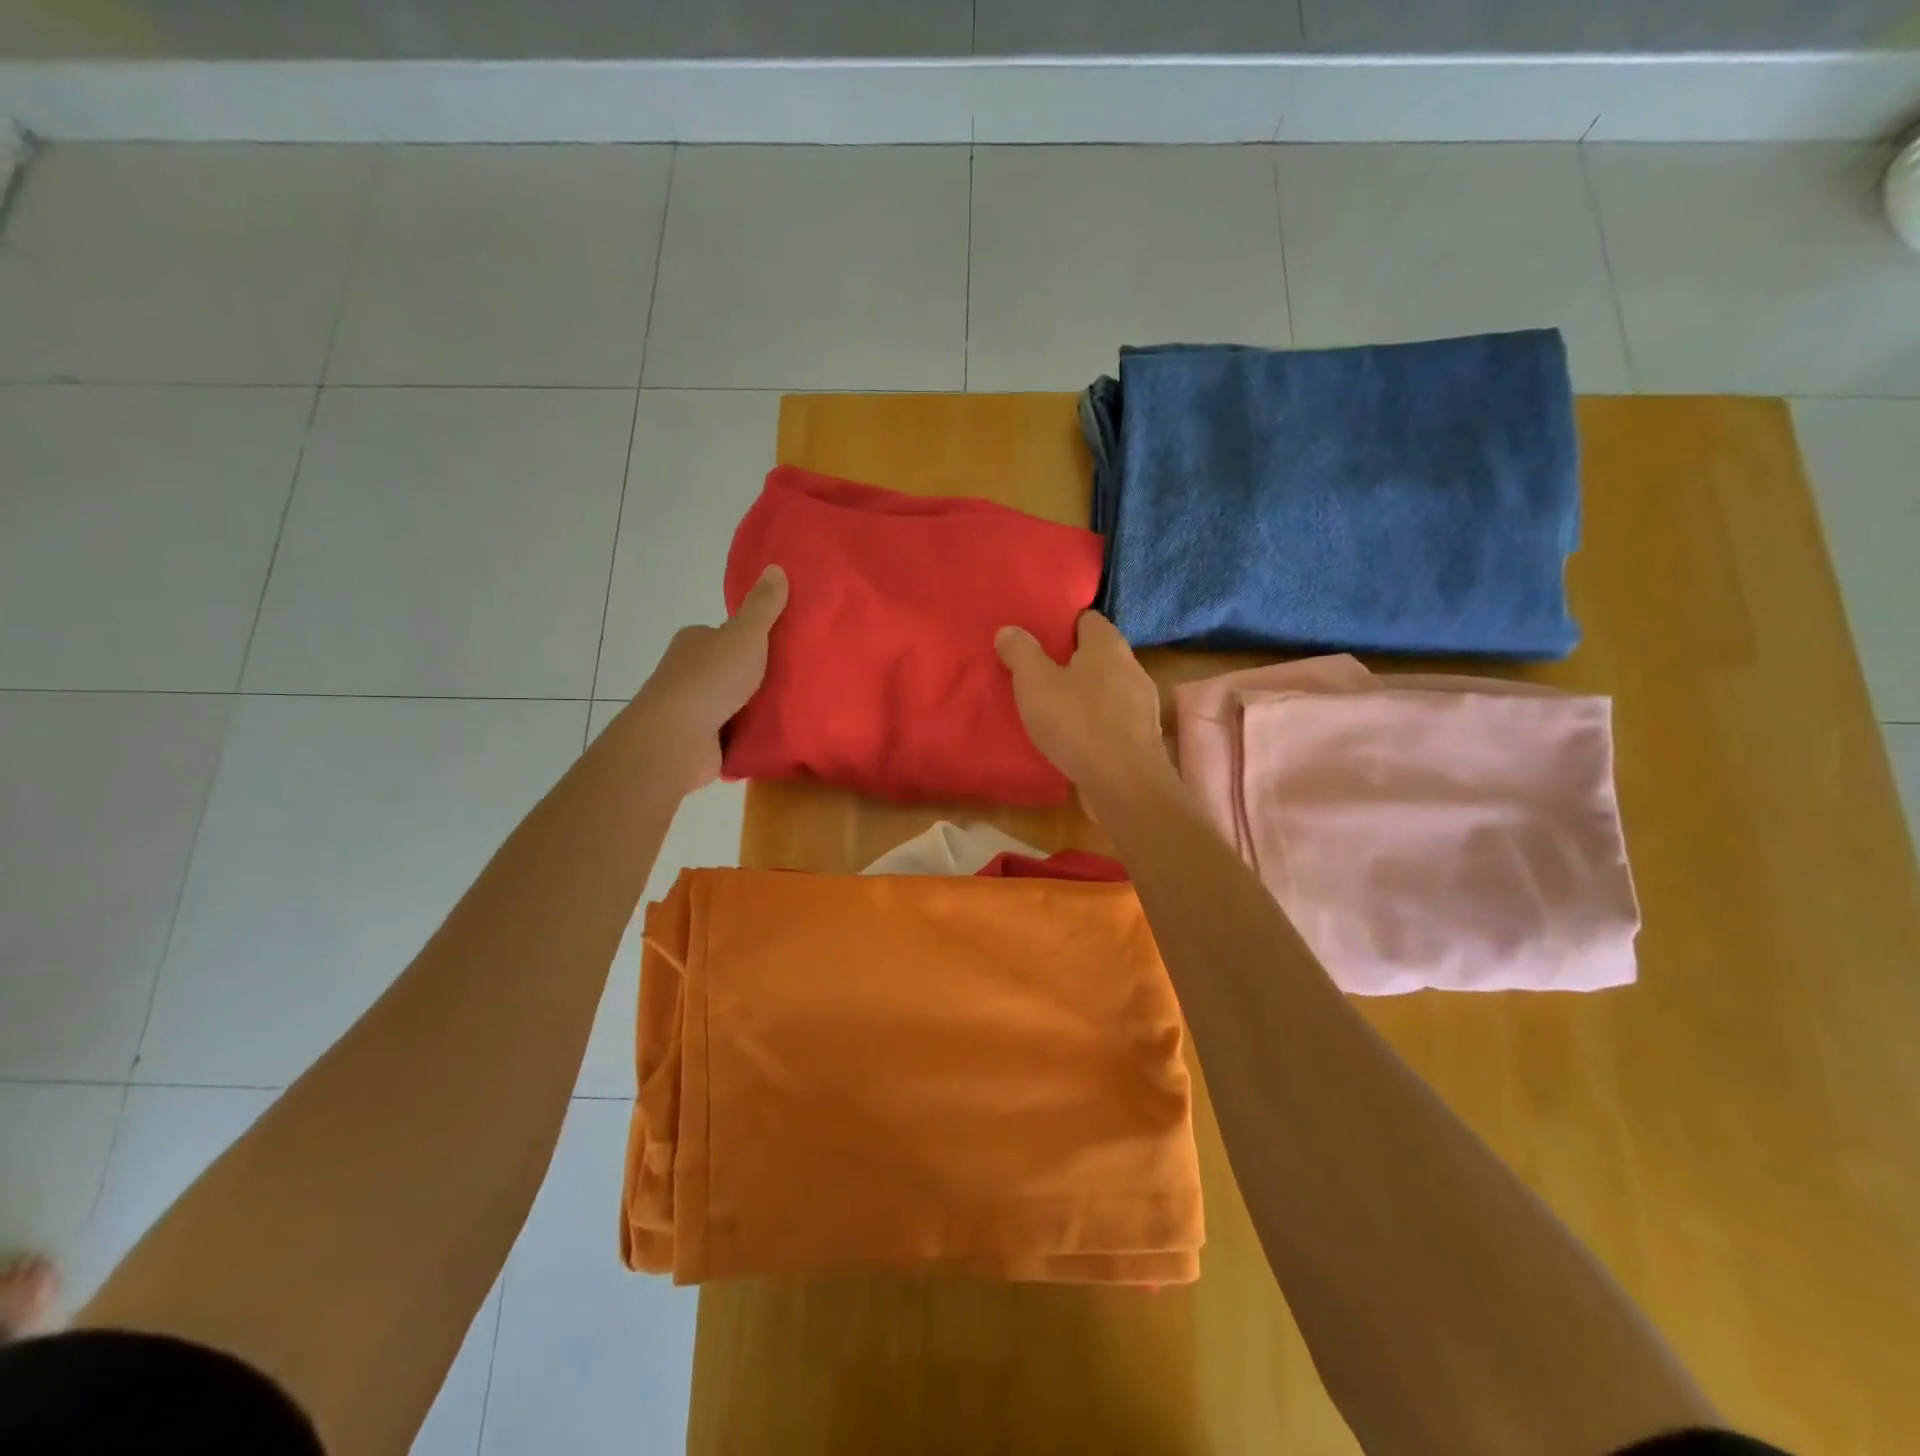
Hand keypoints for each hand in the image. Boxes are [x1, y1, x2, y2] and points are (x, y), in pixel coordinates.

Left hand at [634, 565, 788, 790]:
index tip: (781, 649)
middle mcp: (687, 671)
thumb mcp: (745, 636)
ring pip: (731, 702)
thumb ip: (763, 607)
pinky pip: (731, 732)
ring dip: (754, 707)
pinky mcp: (698, 740)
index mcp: (694, 641)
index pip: (726, 634)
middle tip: (795, 680)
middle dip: (755, 676)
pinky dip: (748, 734)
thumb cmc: (710, 680)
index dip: (752, 640)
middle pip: (730, 668)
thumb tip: (776, 567)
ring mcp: (691, 708)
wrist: (676, 739)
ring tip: (792, 709)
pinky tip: (773, 735)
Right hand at [994, 610, 1168, 797]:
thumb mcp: (1035, 683)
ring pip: (1105, 688)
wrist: (1124, 783)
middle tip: (1037, 673)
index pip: (1086, 618)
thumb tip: (1009, 630)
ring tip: (1051, 707)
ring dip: (1082, 694)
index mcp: (1108, 644)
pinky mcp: (1142, 736)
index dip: (1061, 625)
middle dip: (1070, 661)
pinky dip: (1093, 722)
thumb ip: (1020, 652)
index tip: (1037, 638)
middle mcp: (1131, 666)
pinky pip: (1112, 718)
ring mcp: (1141, 703)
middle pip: (1097, 654)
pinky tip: (1073, 737)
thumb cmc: (1077, 722)